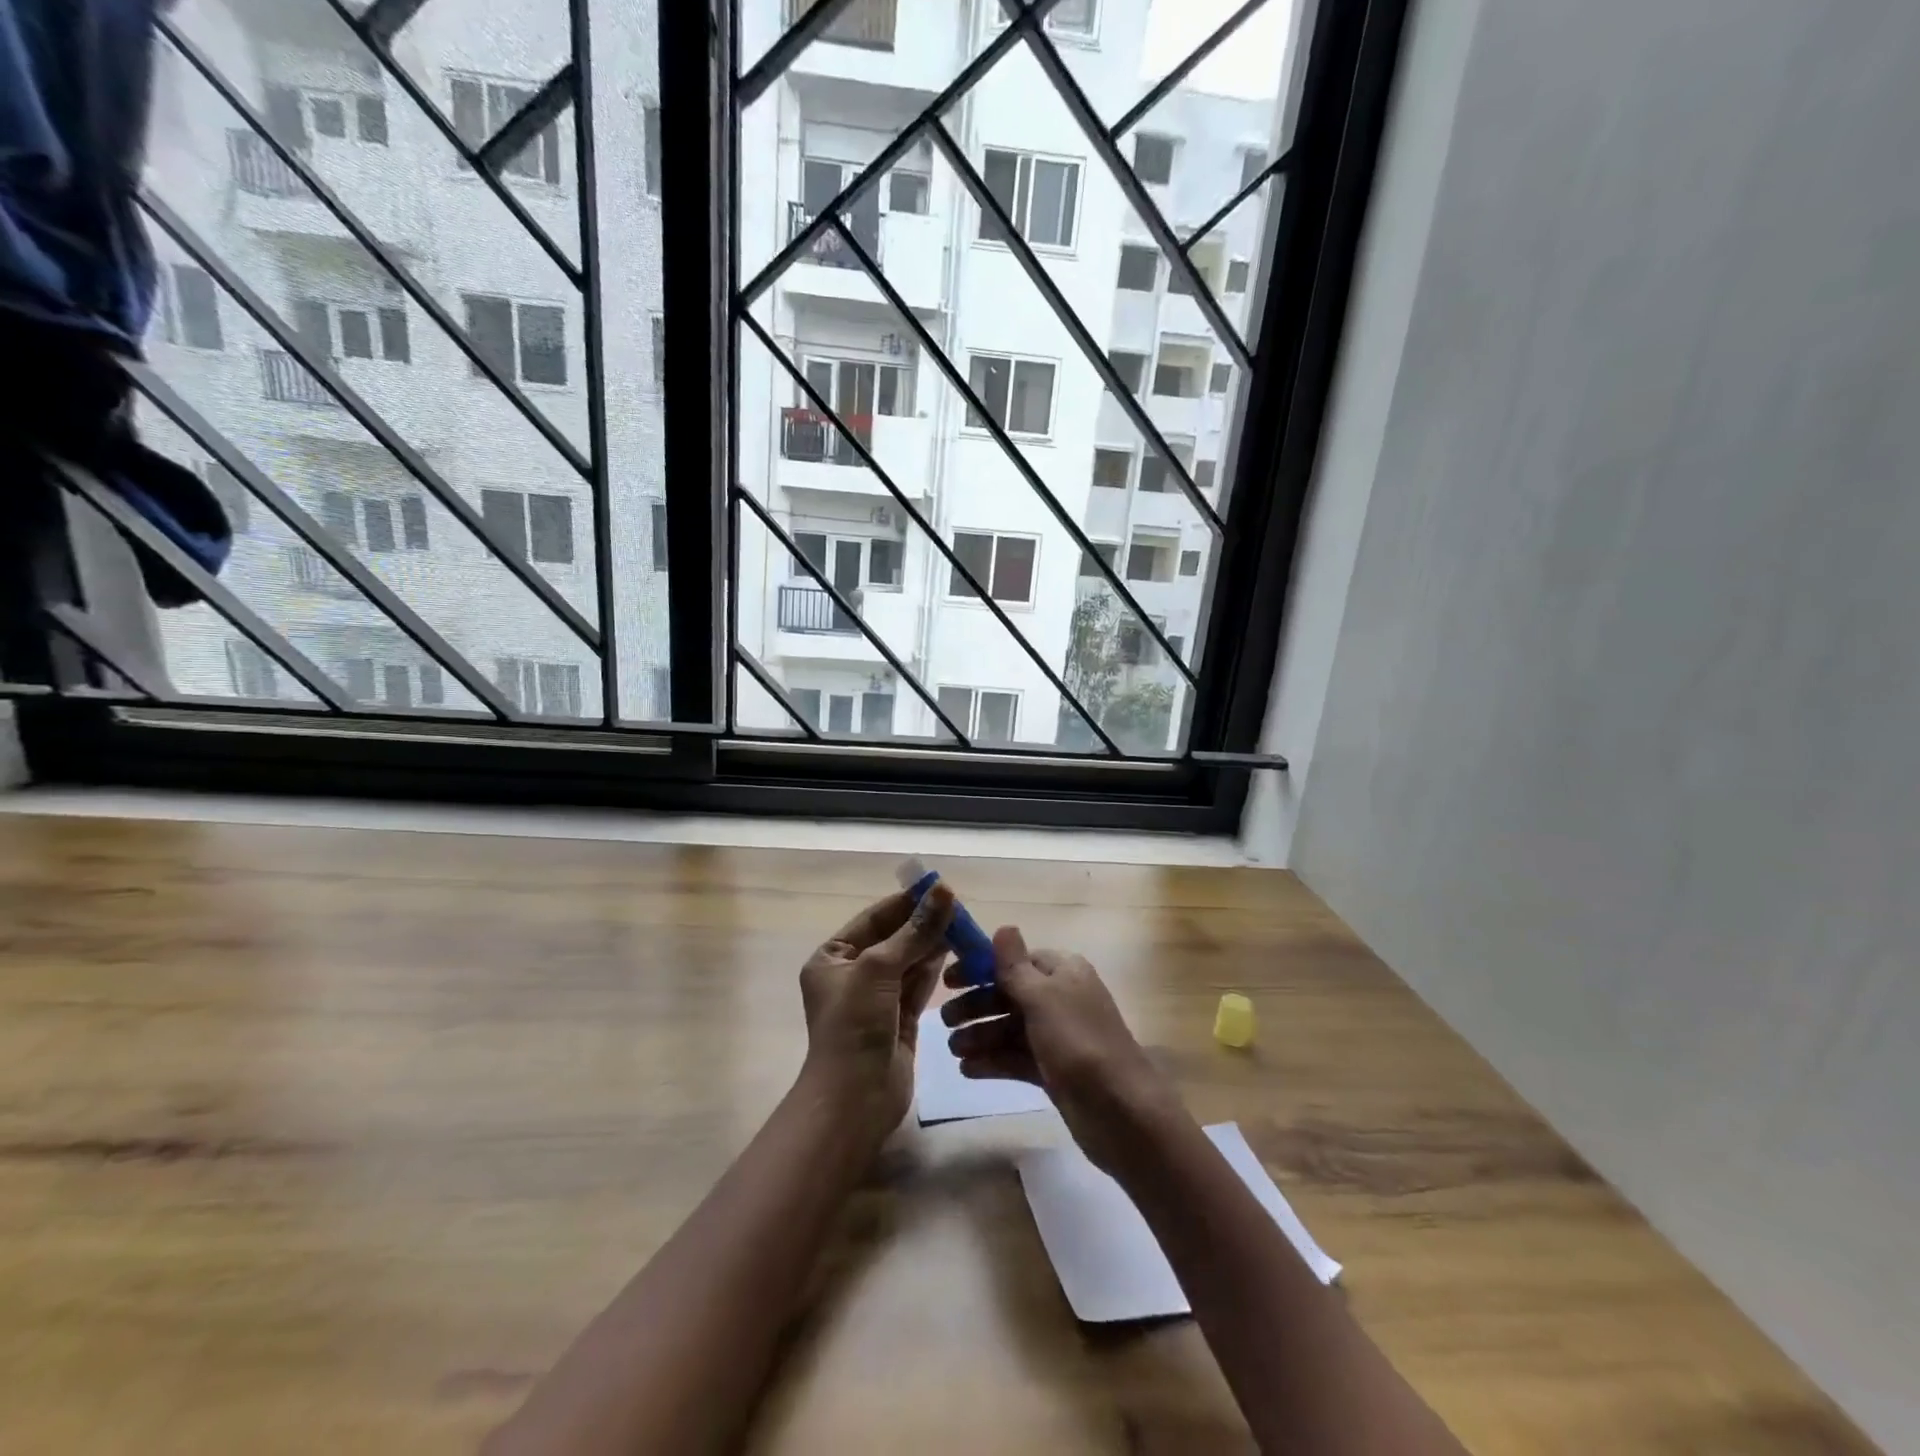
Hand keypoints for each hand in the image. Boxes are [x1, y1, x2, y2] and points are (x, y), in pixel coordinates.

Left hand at [798, 884, 954, 1143]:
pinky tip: (956, 949)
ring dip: (933, 942)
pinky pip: (919, 984)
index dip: (905, 902)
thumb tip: (943, 891)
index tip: (937, 886)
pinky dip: (935, 967)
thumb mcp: (879, 969)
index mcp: (832, 958)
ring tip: (963, 922)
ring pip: (909, 960)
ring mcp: (877, 998)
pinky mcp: (900, 1019)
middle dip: (923, 922)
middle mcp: (852, 974)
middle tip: (957, 904)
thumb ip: (915, 932)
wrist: (855, 1099)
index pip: (873, 919)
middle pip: (893, 938)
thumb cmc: (854, 1025)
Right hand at [942, 928, 1183, 1173]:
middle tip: (944, 1021)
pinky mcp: (1054, 1070)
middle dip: (976, 1005)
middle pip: (1009, 993)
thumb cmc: (1078, 1043)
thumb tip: (1004, 926)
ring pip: (1010, 1028)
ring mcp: (1058, 1036)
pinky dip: (993, 1061)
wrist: (1121, 1112)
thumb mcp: (1043, 998)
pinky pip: (1017, 1058)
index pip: (1016, 960)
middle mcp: (1061, 998)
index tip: (949, 981)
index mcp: (1064, 972)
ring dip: (980, 1035)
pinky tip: (967, 1070)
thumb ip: (1016, 966)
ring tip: (953, 1050)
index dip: (982, 967)